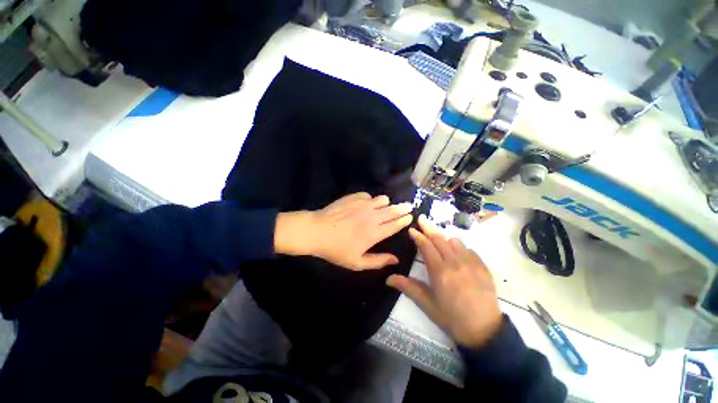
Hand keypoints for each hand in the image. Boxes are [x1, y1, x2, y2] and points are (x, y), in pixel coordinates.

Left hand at [275, 192, 413, 269]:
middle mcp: (373, 216)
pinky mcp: (354, 197)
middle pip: (393, 210)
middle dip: (403, 208)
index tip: (410, 216)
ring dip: (386, 203)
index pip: (396, 224)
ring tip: (385, 207)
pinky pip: (368, 195)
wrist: (316, 231)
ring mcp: (363, 204)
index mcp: (375, 233)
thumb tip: (396, 259)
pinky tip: (365, 204)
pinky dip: (370, 200)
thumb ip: (378, 261)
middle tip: (409, 206)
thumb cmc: (336, 249)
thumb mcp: (357, 262)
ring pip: (383, 199)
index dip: (405, 220)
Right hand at [387, 215, 502, 348]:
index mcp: (440, 272)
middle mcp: (455, 262)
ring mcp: (471, 263)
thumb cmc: (452, 318)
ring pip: (454, 241)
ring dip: (444, 239)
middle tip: (421, 219)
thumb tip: (388, 278)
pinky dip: (459, 247)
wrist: (485, 331)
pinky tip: (457, 255)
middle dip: (428, 227)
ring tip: (439, 242)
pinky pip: (468, 249)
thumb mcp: (427, 305)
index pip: (426, 246)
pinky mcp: (483, 266)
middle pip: (439, 238)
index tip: (412, 229)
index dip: (418, 236)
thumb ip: (408, 287)